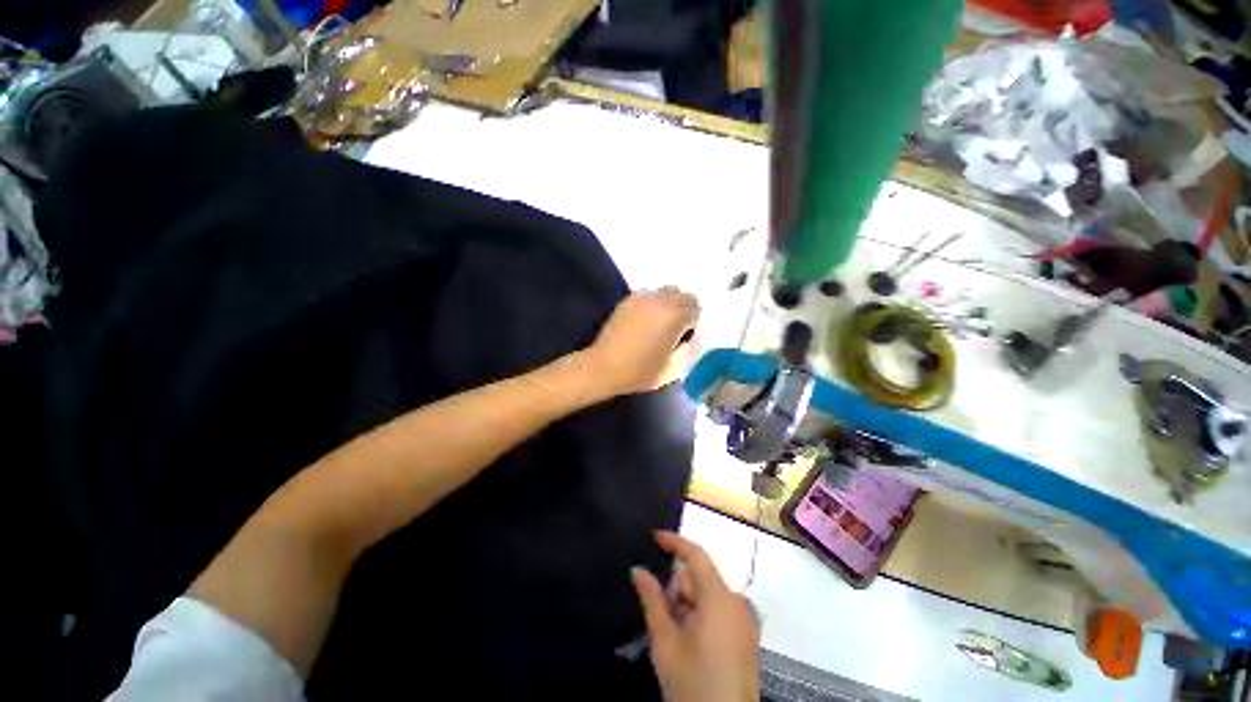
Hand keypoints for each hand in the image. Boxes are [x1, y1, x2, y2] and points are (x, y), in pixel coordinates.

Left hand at [582, 288, 698, 398]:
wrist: (605, 367)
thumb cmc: (640, 371)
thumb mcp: (672, 369)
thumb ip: (686, 350)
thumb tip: (685, 339)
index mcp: (675, 317)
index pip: (695, 311)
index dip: (693, 325)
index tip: (685, 337)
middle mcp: (661, 301)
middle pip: (684, 296)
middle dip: (685, 309)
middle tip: (677, 328)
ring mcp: (643, 298)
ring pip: (666, 291)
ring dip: (670, 304)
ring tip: (661, 322)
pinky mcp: (628, 301)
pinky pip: (649, 295)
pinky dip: (653, 303)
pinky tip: (645, 320)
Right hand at [631, 531, 760, 701]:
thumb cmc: (693, 683)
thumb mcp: (666, 642)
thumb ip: (652, 600)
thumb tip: (637, 570)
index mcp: (719, 598)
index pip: (696, 555)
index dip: (674, 542)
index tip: (653, 536)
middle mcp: (736, 602)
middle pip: (701, 577)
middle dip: (677, 586)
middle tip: (657, 607)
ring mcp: (744, 621)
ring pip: (708, 595)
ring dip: (687, 603)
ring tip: (670, 630)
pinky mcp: (746, 637)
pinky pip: (719, 610)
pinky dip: (700, 614)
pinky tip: (686, 638)